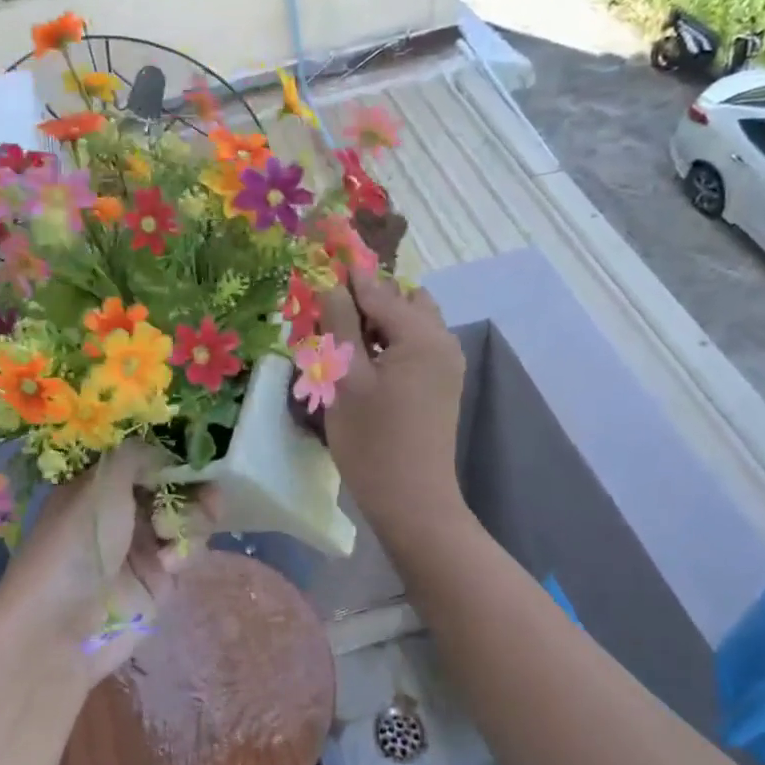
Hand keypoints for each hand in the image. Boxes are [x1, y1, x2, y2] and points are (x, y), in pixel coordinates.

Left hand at [0, 442, 205, 686]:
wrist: (61, 627)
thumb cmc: (75, 542)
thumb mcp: (102, 484)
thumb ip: (138, 456)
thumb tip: (166, 453)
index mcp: (100, 485)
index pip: (146, 458)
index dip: (172, 454)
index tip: (196, 452)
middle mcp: (123, 511)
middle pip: (174, 486)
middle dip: (193, 486)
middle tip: (206, 491)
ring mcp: (143, 545)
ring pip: (189, 517)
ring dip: (192, 518)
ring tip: (174, 533)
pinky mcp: (161, 579)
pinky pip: (190, 551)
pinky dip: (186, 550)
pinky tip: (169, 562)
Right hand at [320, 271, 467, 535]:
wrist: (412, 501)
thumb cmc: (372, 440)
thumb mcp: (346, 378)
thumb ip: (341, 325)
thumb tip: (333, 285)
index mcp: (421, 335)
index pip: (379, 290)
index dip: (347, 278)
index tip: (319, 263)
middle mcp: (442, 341)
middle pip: (402, 300)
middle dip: (367, 300)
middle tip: (330, 319)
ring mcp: (445, 365)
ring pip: (409, 324)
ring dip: (377, 323)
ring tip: (342, 345)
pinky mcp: (441, 386)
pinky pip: (414, 347)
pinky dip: (389, 344)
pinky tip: (362, 367)